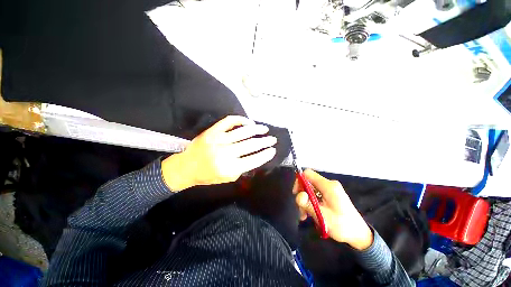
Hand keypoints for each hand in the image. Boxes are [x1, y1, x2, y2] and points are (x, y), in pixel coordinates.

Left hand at [162, 116, 276, 190]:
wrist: (187, 166)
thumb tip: (256, 156)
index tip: (273, 150)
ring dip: (257, 129)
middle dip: (265, 141)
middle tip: (273, 139)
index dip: (266, 154)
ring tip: (265, 129)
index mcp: (229, 168)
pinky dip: (240, 120)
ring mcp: (218, 139)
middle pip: (251, 144)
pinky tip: (248, 122)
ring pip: (243, 132)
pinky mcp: (212, 131)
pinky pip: (229, 121)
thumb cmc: (208, 175)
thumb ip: (242, 168)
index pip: (254, 160)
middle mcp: (225, 153)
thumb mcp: (228, 178)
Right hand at [294, 170, 372, 249]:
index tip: (296, 193)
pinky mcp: (330, 195)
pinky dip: (311, 202)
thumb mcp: (322, 216)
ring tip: (304, 215)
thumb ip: (308, 204)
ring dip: (306, 201)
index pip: (308, 174)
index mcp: (328, 186)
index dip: (299, 181)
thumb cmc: (342, 226)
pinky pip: (316, 194)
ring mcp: (330, 189)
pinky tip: (309, 214)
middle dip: (302, 195)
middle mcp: (329, 184)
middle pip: (308, 182)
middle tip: (301, 209)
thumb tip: (298, 195)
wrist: (359, 235)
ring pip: (311, 190)